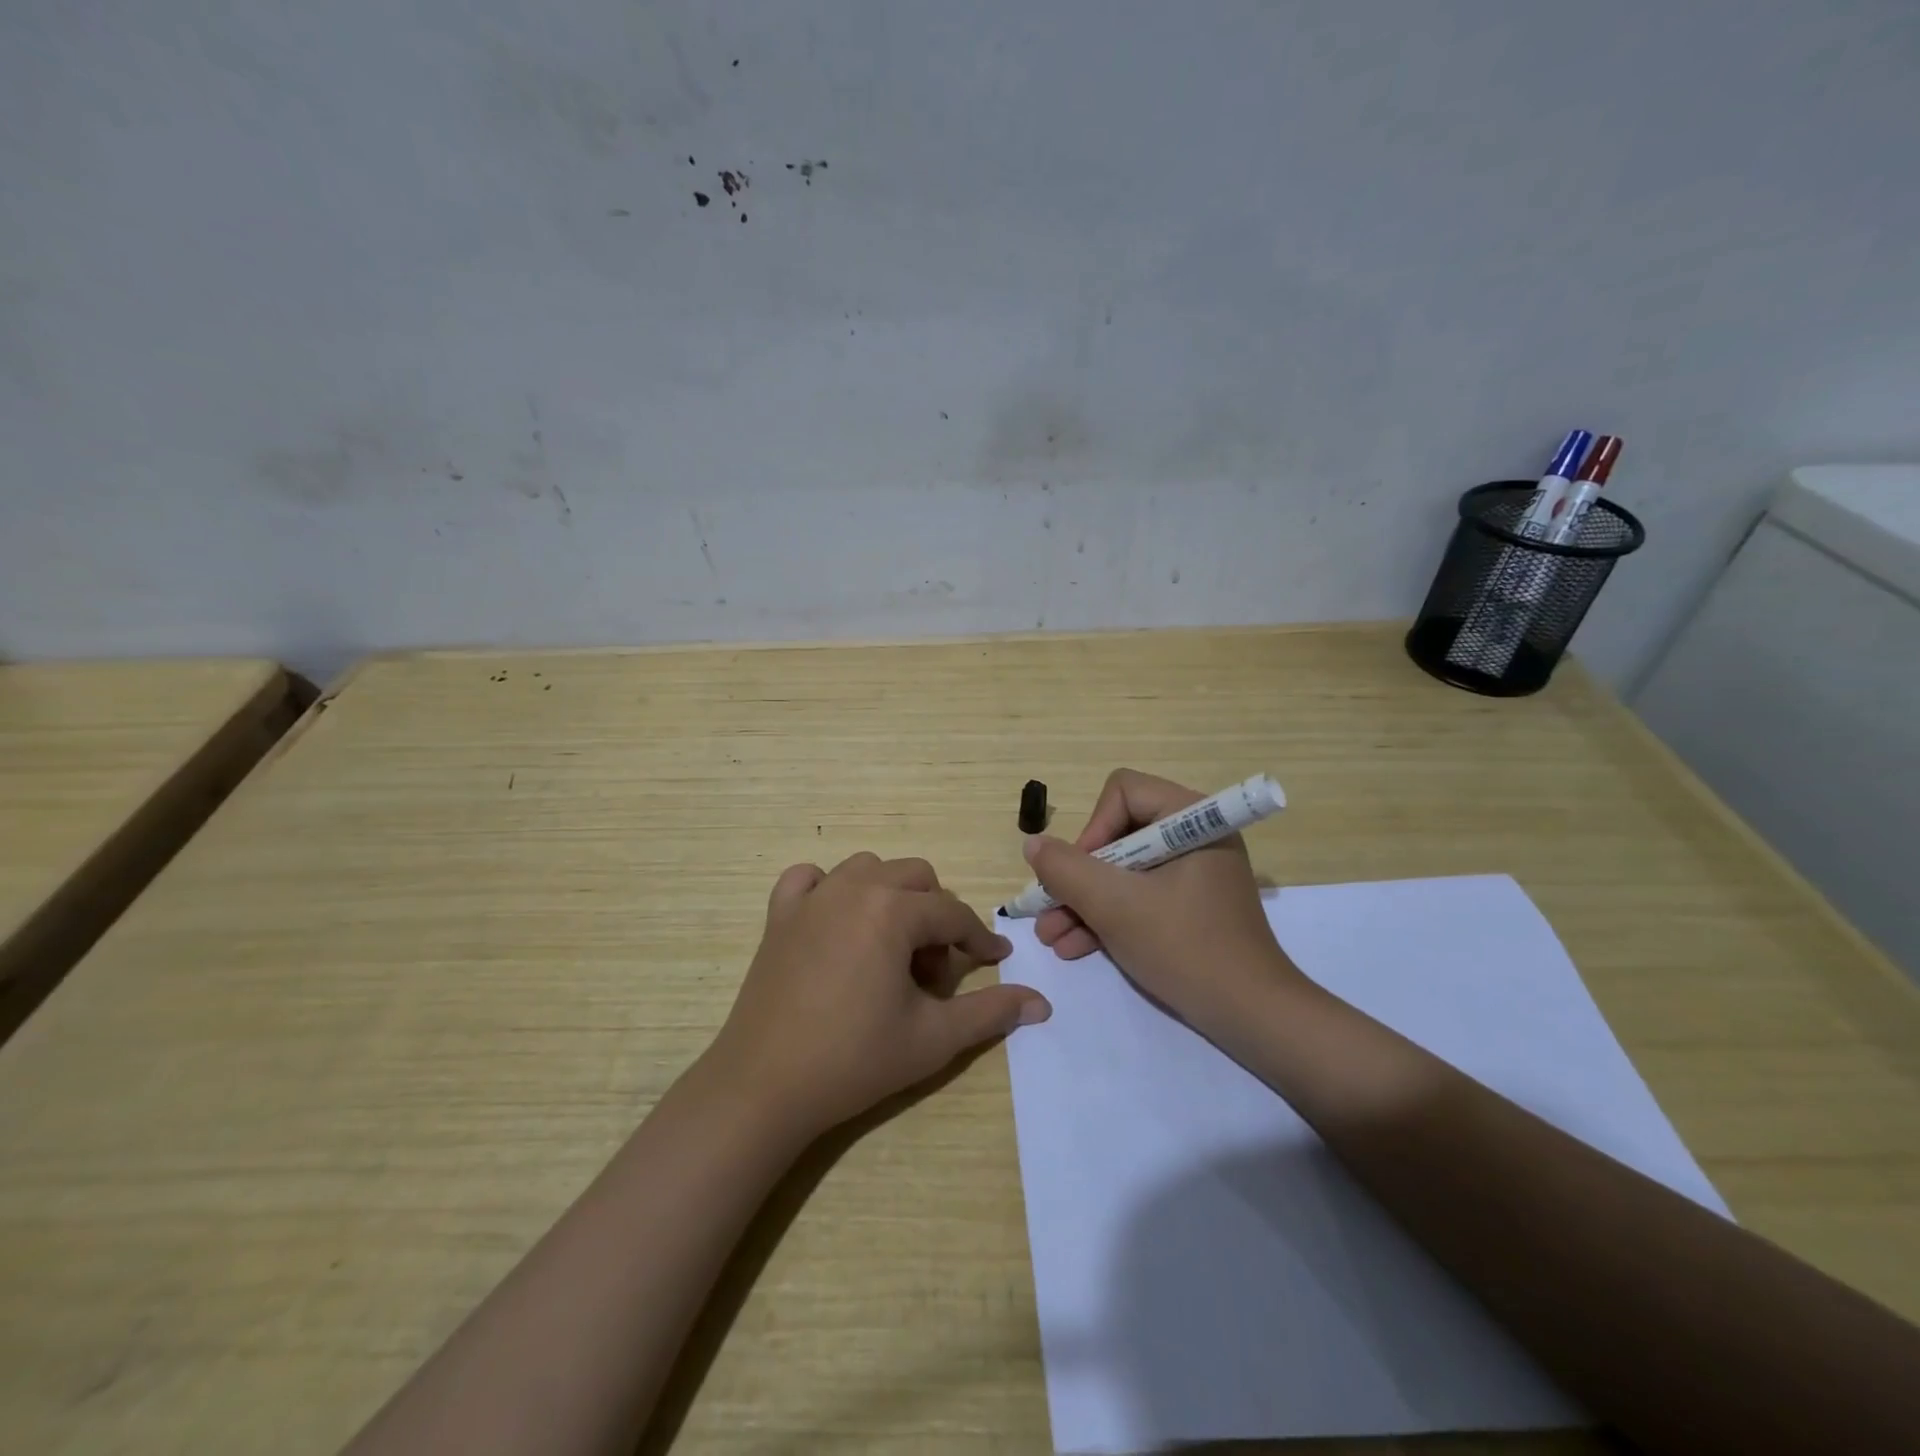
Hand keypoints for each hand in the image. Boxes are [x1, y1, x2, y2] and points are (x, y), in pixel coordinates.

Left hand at [704, 853, 1051, 1138]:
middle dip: (936, 915)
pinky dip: (828, 888)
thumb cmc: (855, 1060)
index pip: (952, 914)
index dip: (979, 940)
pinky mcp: (778, 915)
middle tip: (933, 969)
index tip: (994, 963)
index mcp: (893, 910)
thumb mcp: (933, 1038)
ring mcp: (812, 897)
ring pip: (868, 869)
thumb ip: (991, 1013)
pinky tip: (835, 921)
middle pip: (916, 878)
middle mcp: (853, 887)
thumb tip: (1041, 1003)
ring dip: (890, 897)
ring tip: (890, 948)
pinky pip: (809, 879)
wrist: (765, 1086)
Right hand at [1025, 769, 1307, 1035]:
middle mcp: (1194, 838)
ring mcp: (1193, 875)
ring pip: (1123, 872)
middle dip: (1078, 877)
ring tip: (1050, 937)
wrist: (1252, 1017)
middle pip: (1118, 835)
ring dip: (1084, 902)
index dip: (1093, 829)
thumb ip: (1067, 870)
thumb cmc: (1185, 948)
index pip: (1124, 793)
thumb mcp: (1116, 907)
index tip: (1078, 874)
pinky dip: (1108, 918)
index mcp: (1192, 820)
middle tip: (1048, 908)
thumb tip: (1033, 844)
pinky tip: (1073, 948)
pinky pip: (1139, 897)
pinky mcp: (1189, 907)